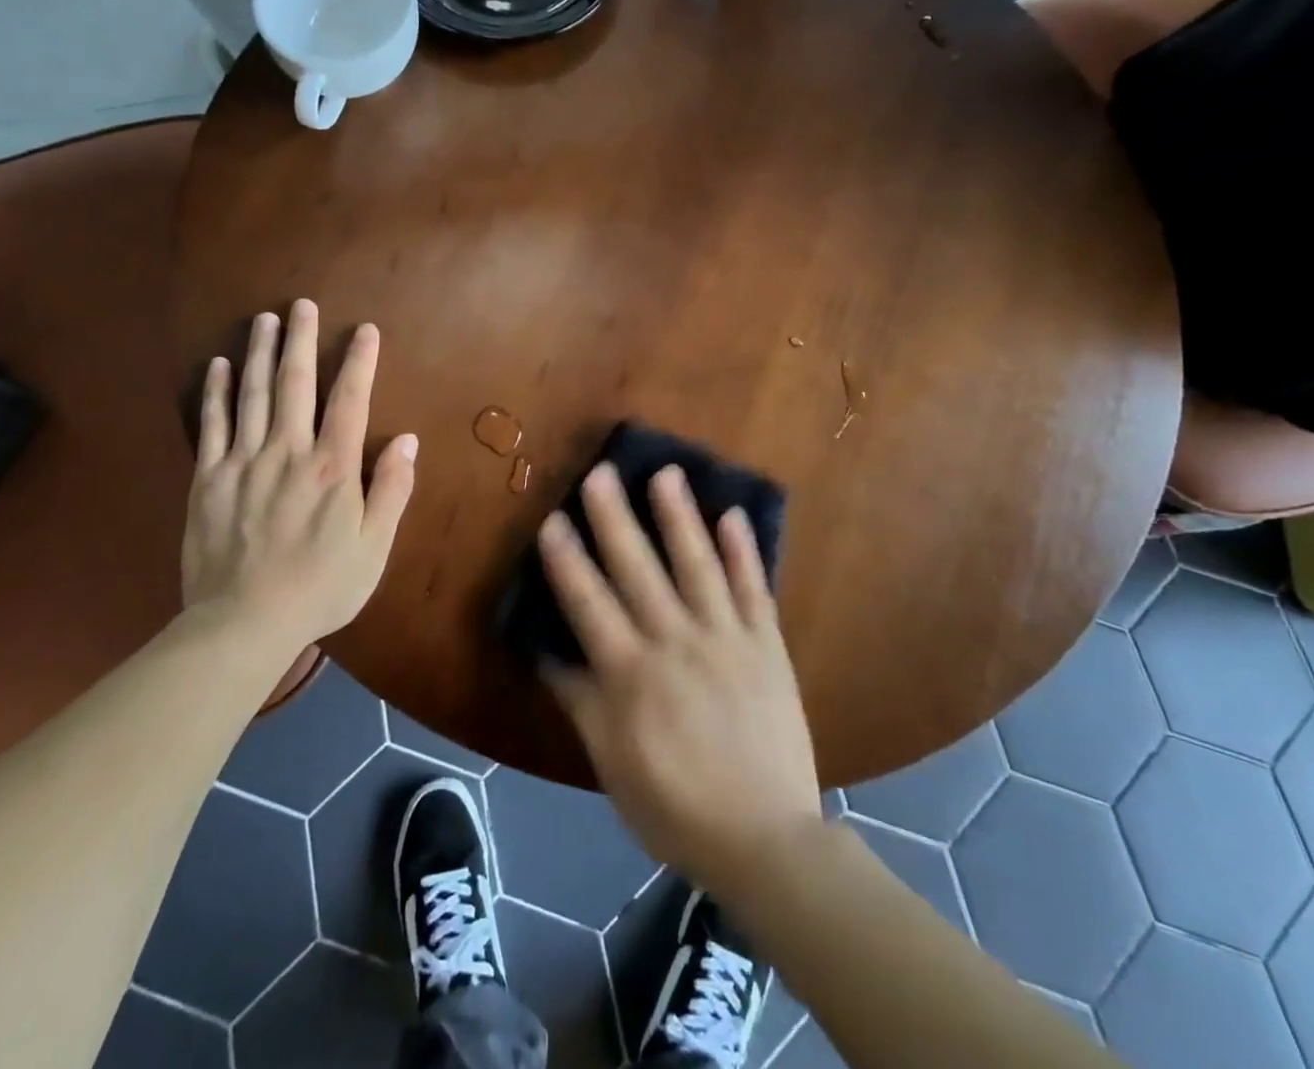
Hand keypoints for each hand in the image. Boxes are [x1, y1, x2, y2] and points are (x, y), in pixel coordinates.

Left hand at [182, 299, 417, 651]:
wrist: (242, 624)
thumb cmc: (319, 588)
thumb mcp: (374, 548)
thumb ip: (391, 491)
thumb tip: (409, 440)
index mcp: (332, 469)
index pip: (350, 400)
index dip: (360, 362)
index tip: (365, 330)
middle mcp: (288, 452)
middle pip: (296, 384)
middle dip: (302, 341)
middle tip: (303, 305)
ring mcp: (243, 462)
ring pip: (254, 395)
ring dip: (261, 353)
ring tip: (265, 319)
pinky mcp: (208, 479)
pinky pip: (212, 425)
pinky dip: (217, 392)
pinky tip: (219, 366)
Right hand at [539, 463, 821, 898]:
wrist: (766, 840)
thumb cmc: (675, 806)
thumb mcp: (611, 762)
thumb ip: (580, 701)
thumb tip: (546, 651)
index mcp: (632, 673)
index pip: (589, 603)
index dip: (567, 560)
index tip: (552, 519)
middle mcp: (676, 643)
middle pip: (639, 570)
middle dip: (616, 519)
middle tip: (601, 473)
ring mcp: (726, 639)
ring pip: (698, 566)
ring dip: (680, 518)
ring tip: (667, 474)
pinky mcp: (767, 645)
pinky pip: (753, 590)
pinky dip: (744, 551)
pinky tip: (733, 514)